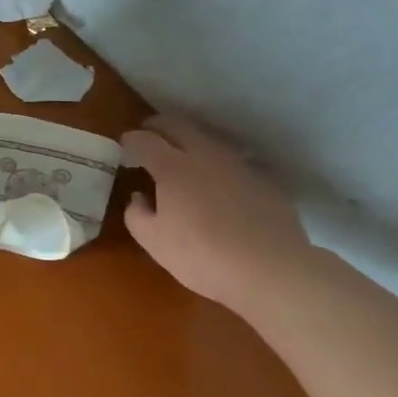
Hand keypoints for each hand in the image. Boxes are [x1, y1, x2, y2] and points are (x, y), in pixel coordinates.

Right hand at [121, 113, 312, 312]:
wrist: (272, 271)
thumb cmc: (203, 256)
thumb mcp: (154, 242)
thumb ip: (136, 214)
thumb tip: (139, 196)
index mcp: (172, 167)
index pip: (145, 140)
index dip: (131, 140)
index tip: (125, 146)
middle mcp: (204, 155)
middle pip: (177, 125)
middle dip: (158, 126)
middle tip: (149, 134)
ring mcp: (237, 165)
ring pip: (208, 138)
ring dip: (189, 139)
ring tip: (181, 153)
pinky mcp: (263, 180)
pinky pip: (232, 160)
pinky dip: (216, 161)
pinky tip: (217, 180)